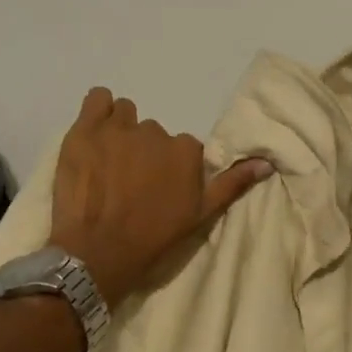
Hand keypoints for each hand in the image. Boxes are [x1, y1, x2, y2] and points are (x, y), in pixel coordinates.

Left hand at [48, 87, 272, 303]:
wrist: (98, 252)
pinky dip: (97, 112)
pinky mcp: (85, 130)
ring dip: (120, 130)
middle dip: (144, 151)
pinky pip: (97, 99)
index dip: (170, 167)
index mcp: (185, 150)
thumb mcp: (200, 216)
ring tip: (109, 159)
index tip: (158, 188)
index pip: (183, 148)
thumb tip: (266, 162)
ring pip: (125, 115)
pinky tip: (94, 133)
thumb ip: (232, 183)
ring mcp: (117, 129)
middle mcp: (155, 132)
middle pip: (153, 133)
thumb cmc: (152, 238)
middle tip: (130, 181)